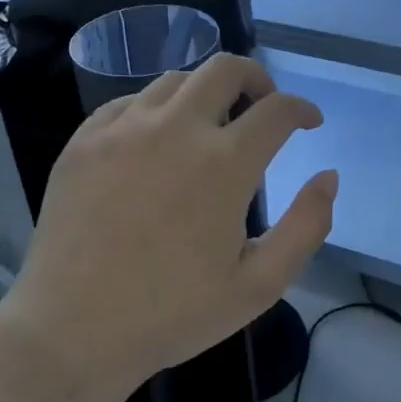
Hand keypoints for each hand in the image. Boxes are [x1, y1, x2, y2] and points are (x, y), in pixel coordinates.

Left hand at [0, 54, 336, 401]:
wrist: (72, 332)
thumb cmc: (173, 314)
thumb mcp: (260, 285)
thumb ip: (306, 226)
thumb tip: (328, 177)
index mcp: (224, 163)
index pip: (277, 109)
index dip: (302, 108)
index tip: (308, 121)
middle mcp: (175, 129)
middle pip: (226, 69)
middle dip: (257, 79)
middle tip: (263, 106)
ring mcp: (122, 130)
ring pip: (175, 80)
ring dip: (205, 93)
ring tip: (209, 126)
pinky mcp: (83, 141)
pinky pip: (127, 102)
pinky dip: (155, 109)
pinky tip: (155, 140)